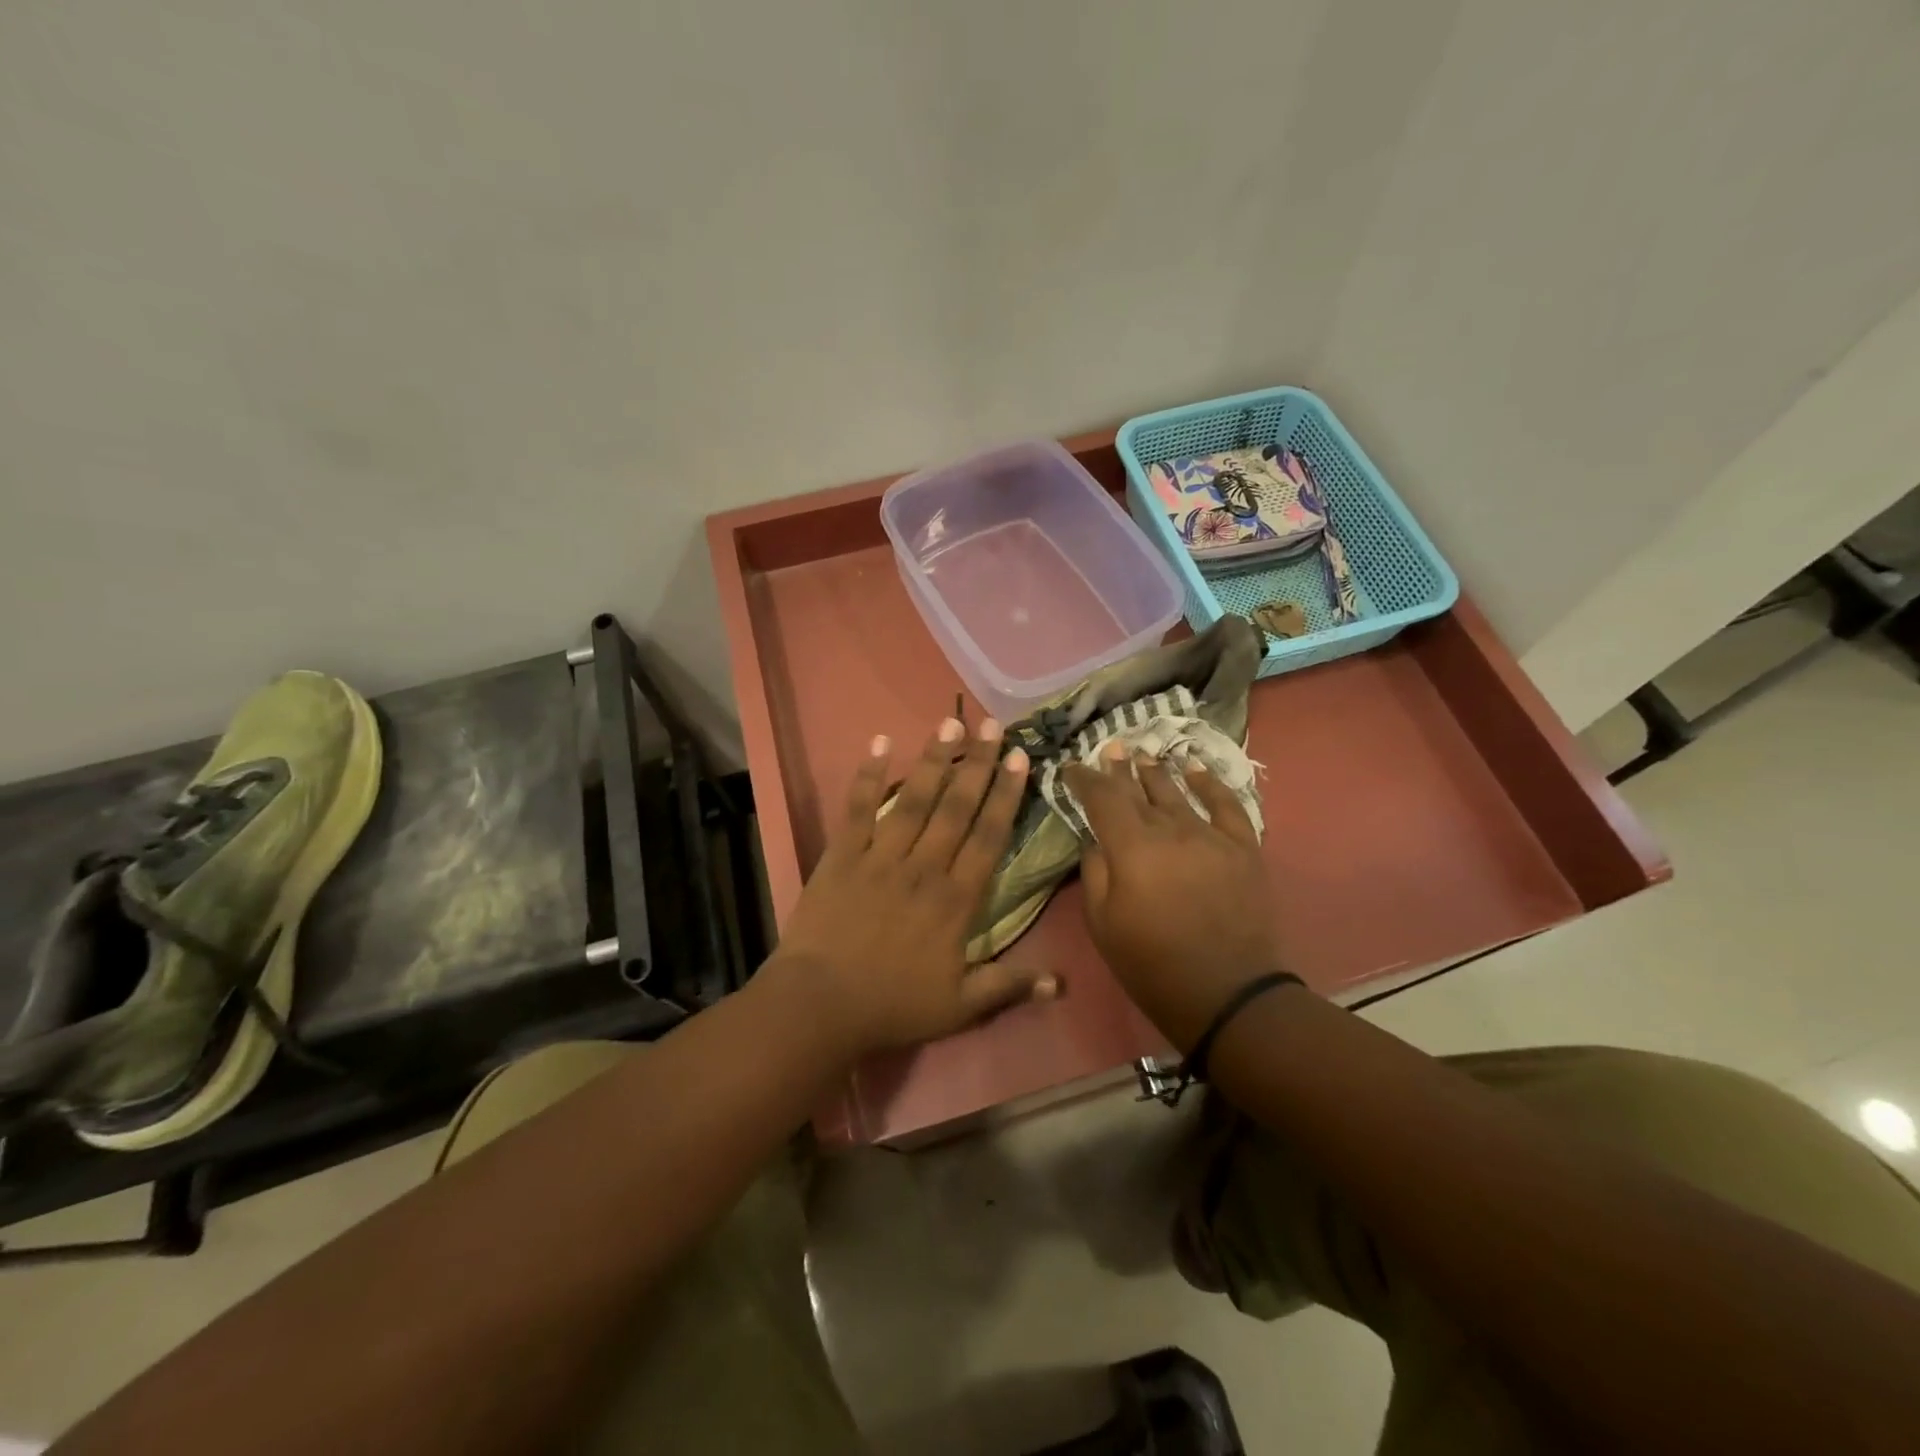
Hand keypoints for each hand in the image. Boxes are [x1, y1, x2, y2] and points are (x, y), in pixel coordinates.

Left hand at [765, 716, 1056, 1060]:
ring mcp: (880, 856)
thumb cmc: (892, 1005)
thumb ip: (1008, 985)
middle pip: (956, 807)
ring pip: (913, 798)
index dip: (1006, 795)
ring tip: (949, 722)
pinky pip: (858, 809)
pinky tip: (879, 742)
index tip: (1020, 759)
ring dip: (933, 759)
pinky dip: (868, 775)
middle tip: (993, 725)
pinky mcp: (842, 855)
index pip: (988, 836)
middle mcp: (923, 867)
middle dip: (977, 763)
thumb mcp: (959, 1007)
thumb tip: (1061, 982)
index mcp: (955, 899)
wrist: (819, 1006)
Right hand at [1062, 743, 1284, 1050]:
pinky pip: (1226, 805)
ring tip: (1143, 755)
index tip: (1071, 768)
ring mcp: (1211, 835)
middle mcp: (1171, 829)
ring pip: (1178, 792)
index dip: (1084, 779)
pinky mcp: (1243, 847)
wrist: (1229, 995)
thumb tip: (1096, 840)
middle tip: (1109, 749)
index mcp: (1131, 847)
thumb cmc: (1153, 964)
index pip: (1102, 798)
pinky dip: (1210, 783)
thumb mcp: (1103, 924)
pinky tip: (1196, 769)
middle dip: (1119, 769)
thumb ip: (1095, 872)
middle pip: (1139, 789)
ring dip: (1156, 771)